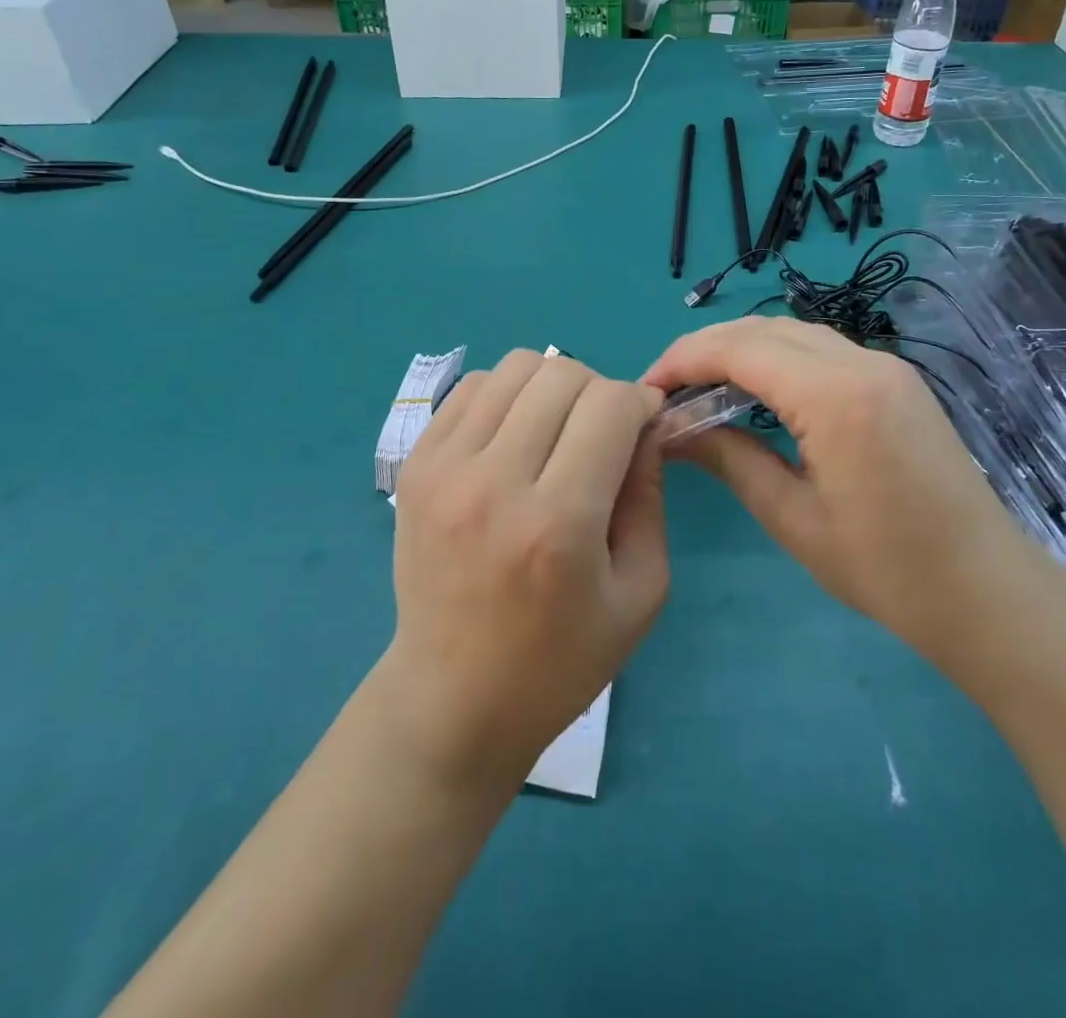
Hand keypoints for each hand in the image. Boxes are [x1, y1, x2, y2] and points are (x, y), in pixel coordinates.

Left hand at [384, 350, 667, 791]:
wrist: (452, 699)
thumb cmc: (559, 661)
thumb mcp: (641, 593)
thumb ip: (650, 497)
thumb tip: (645, 425)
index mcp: (559, 523)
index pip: (610, 405)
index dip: (641, 402)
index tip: (645, 424)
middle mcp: (495, 482)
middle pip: (563, 373)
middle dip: (600, 390)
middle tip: (603, 432)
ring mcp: (445, 468)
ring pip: (515, 366)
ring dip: (552, 385)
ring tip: (557, 430)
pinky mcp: (416, 465)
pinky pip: (471, 387)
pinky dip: (506, 395)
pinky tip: (515, 436)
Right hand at [643, 317, 1055, 665]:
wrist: (987, 590)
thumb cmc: (887, 569)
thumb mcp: (793, 517)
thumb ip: (729, 458)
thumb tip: (669, 430)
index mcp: (836, 396)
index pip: (740, 348)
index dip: (684, 359)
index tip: (646, 389)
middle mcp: (862, 362)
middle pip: (764, 329)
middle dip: (706, 348)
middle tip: (667, 389)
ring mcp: (886, 366)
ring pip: (793, 332)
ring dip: (741, 348)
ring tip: (701, 388)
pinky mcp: (897, 380)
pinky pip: (822, 349)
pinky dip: (777, 358)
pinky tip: (756, 391)